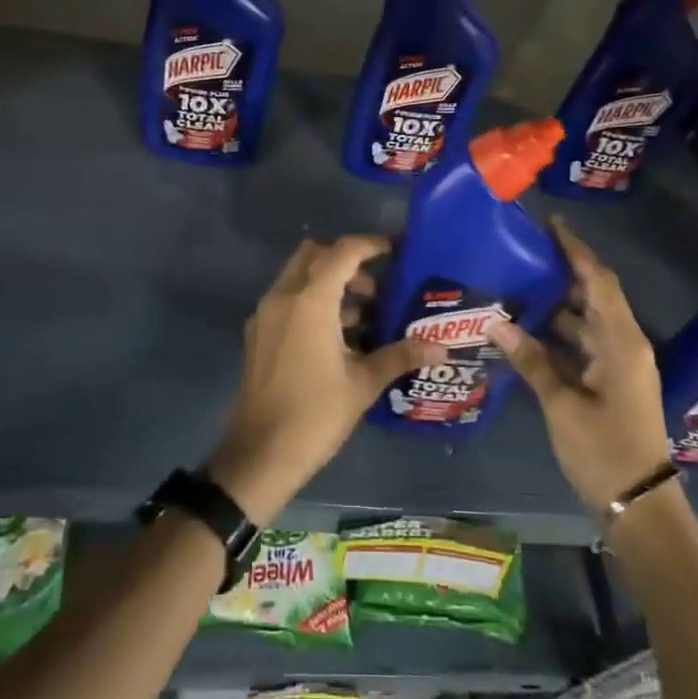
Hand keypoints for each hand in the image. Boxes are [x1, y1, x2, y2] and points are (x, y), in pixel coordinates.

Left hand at [207, 236, 446, 523]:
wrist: (260, 453)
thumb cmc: (316, 414)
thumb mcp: (363, 383)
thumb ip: (400, 355)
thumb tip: (440, 347)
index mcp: (309, 301)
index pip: (341, 252)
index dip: (369, 245)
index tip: (394, 249)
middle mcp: (282, 297)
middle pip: (314, 255)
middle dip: (345, 261)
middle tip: (376, 286)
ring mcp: (265, 315)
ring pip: (298, 277)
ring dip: (328, 283)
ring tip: (365, 314)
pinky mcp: (258, 334)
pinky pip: (287, 300)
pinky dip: (311, 301)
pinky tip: (337, 336)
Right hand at [487, 219, 672, 511]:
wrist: (640, 503)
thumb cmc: (604, 450)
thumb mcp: (562, 405)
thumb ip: (531, 360)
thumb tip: (495, 322)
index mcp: (621, 341)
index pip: (599, 281)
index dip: (576, 251)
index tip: (550, 225)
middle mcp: (624, 344)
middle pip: (594, 295)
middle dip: (563, 271)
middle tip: (523, 253)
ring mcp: (619, 364)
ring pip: (586, 320)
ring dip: (557, 303)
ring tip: (517, 285)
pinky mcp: (611, 381)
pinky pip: (584, 343)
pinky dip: (559, 332)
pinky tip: (527, 330)